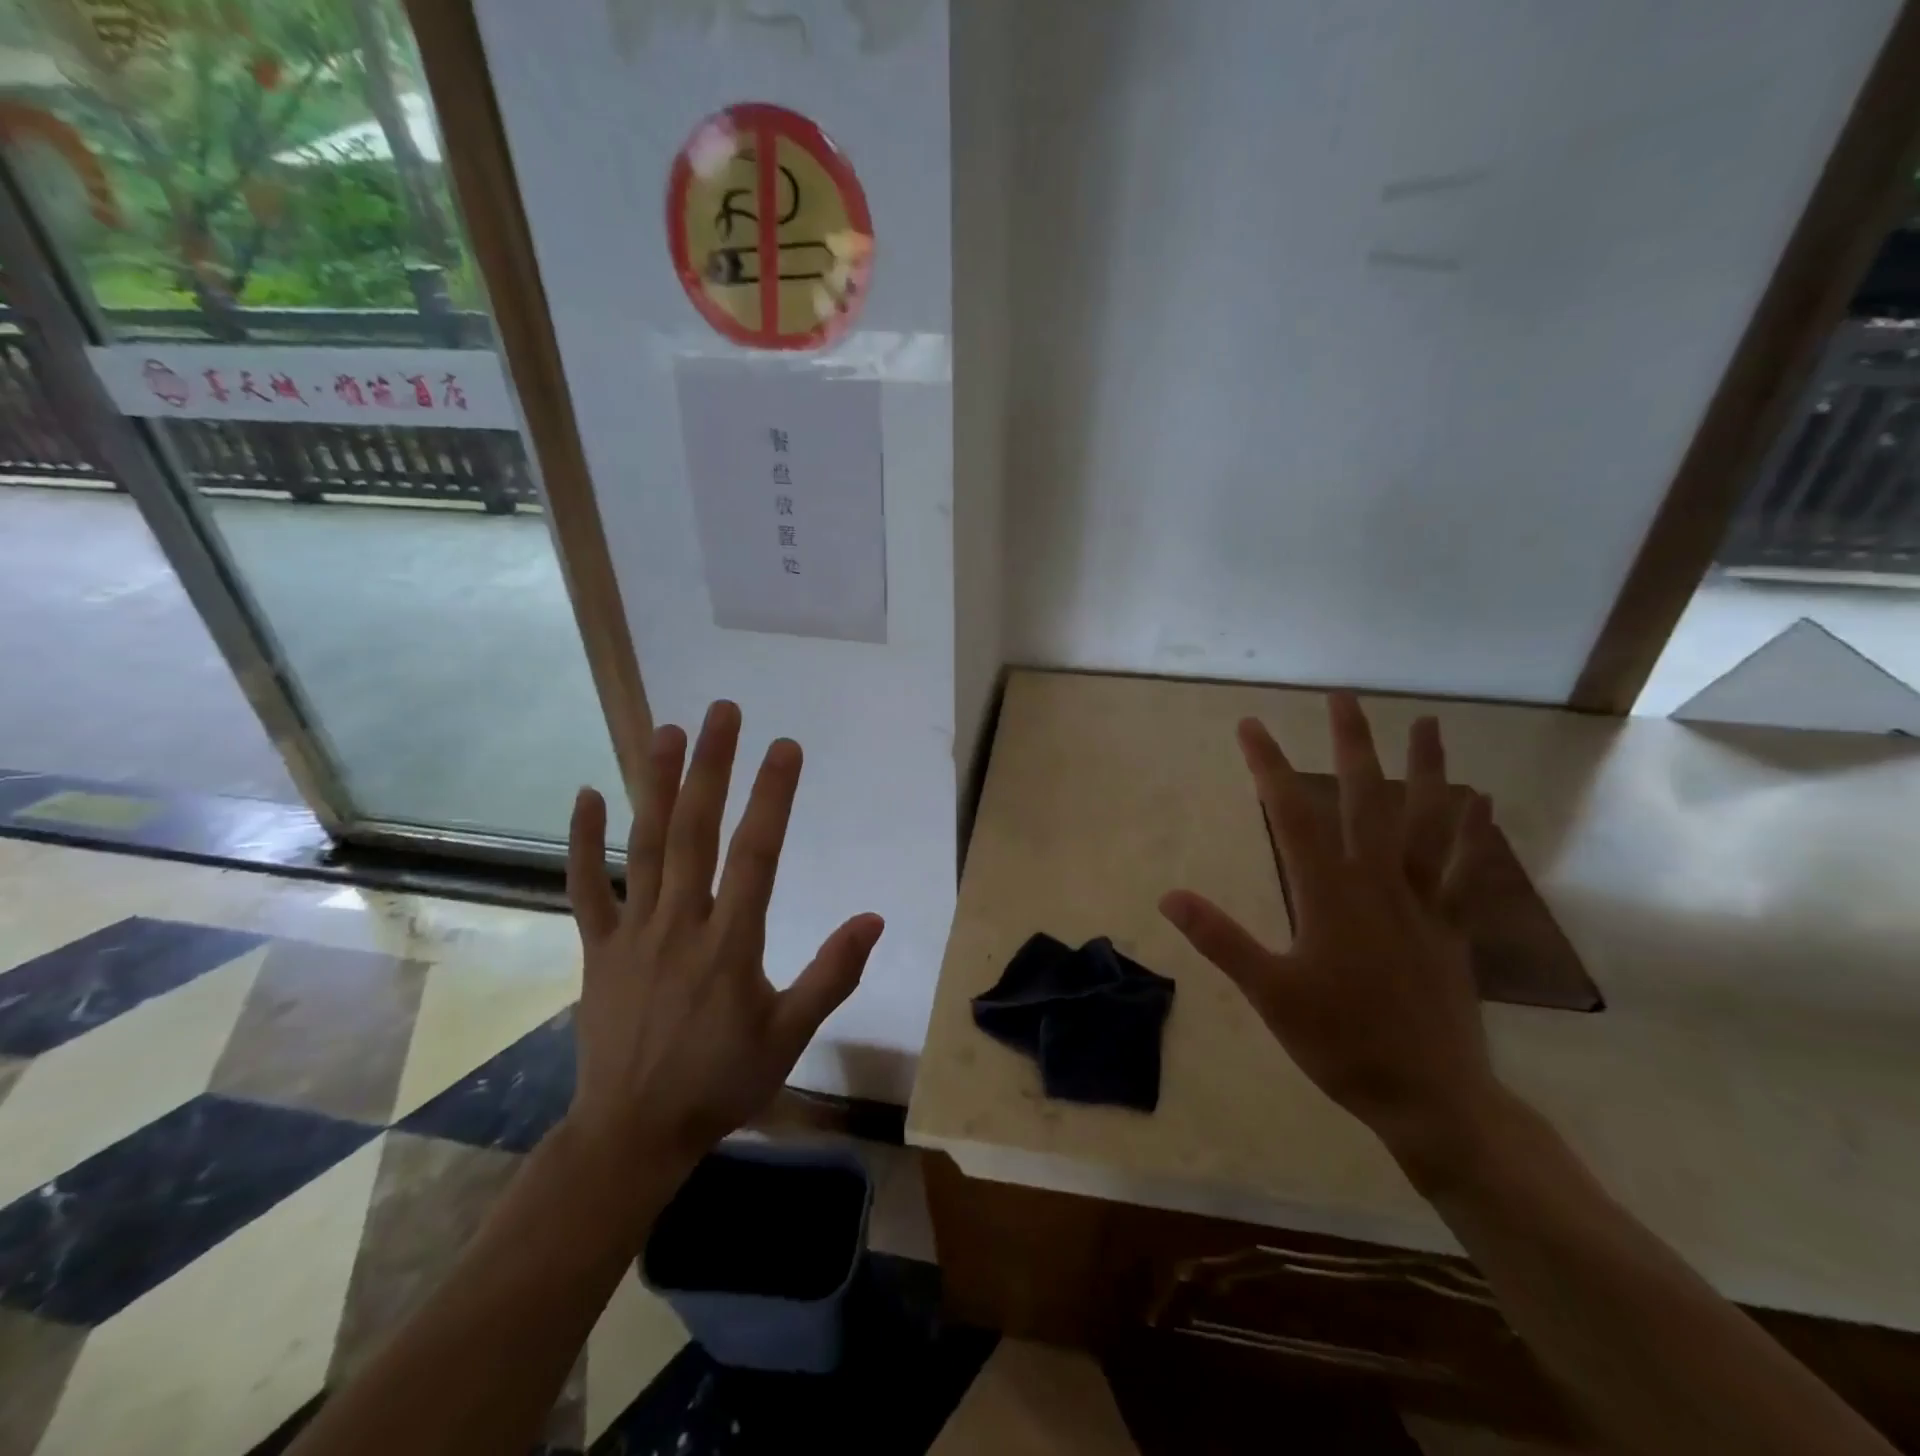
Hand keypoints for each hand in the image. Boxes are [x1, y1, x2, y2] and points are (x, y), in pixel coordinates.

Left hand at [561, 700, 883, 1184]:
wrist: (634, 1134)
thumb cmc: (721, 1082)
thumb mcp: (790, 1036)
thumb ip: (832, 975)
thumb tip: (873, 918)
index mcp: (731, 944)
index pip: (757, 854)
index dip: (772, 797)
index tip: (785, 748)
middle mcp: (681, 924)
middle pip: (697, 832)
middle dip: (712, 767)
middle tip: (724, 712)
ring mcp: (633, 932)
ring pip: (645, 846)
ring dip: (657, 785)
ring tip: (668, 731)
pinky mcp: (598, 947)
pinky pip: (585, 887)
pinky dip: (582, 841)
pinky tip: (587, 793)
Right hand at [1160, 691, 1503, 1179]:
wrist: (1431, 1098)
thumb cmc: (1341, 1043)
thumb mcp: (1268, 994)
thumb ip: (1220, 939)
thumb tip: (1169, 897)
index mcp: (1328, 894)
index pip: (1291, 815)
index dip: (1269, 766)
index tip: (1250, 725)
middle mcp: (1378, 884)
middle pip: (1364, 800)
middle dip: (1351, 745)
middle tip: (1344, 698)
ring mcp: (1422, 903)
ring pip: (1426, 823)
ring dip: (1427, 771)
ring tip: (1427, 724)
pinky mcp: (1452, 928)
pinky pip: (1467, 872)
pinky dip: (1475, 836)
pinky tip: (1484, 804)